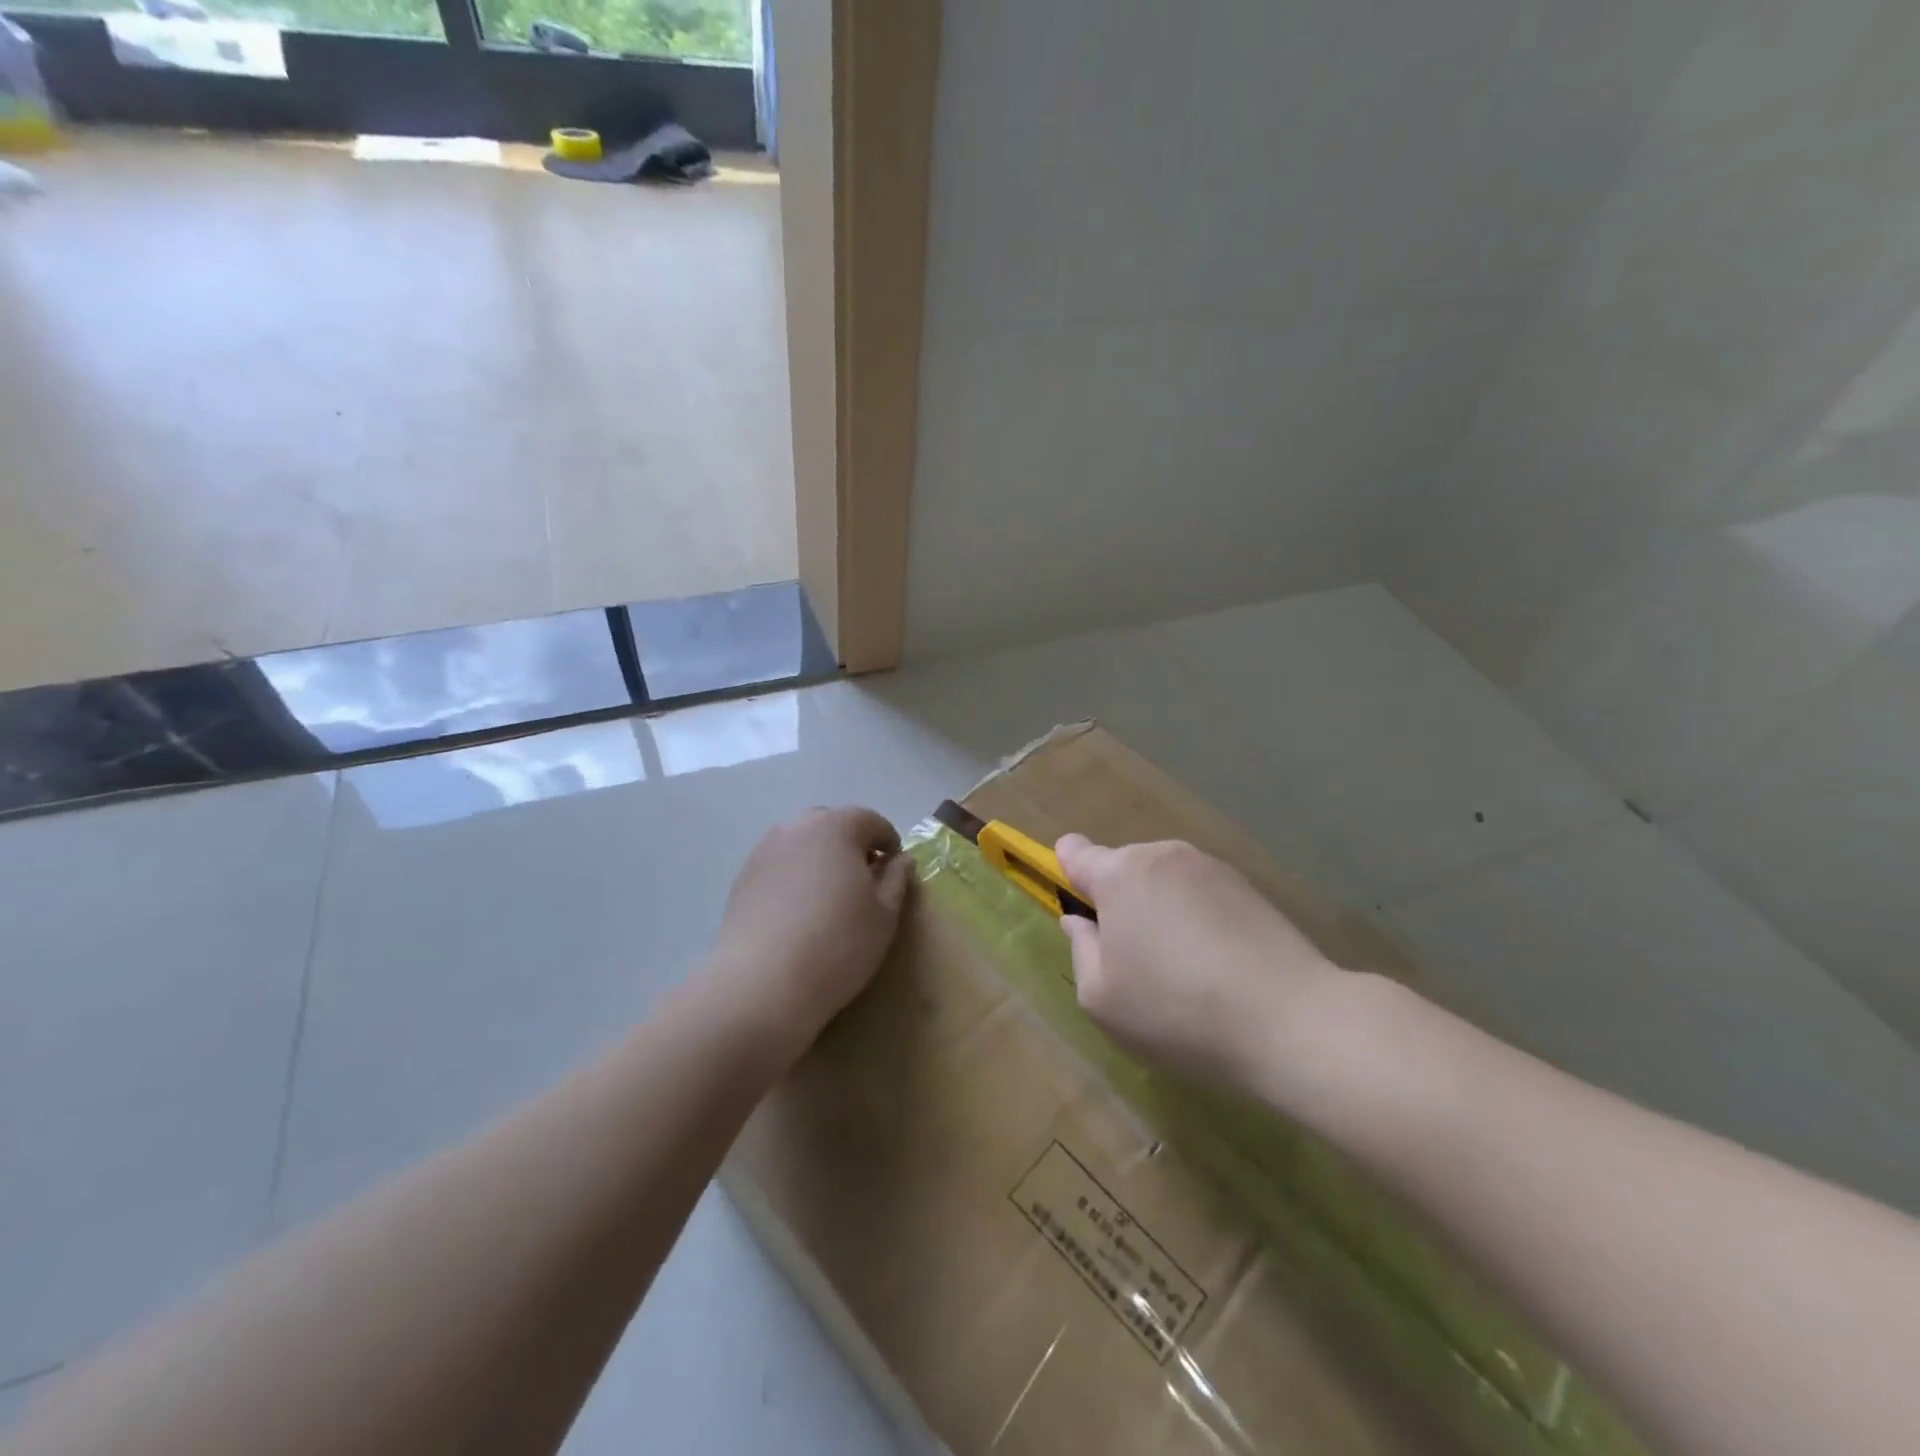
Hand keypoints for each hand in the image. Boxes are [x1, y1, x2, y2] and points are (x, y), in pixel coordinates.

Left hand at [705, 807, 912, 1068]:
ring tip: (828, 900)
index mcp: (836, 827)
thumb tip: (900, 860)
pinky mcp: (742, 879)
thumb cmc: (838, 944)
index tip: (894, 873)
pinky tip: (799, 915)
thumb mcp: (884, 914)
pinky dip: (794, 879)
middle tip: (862, 884)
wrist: (762, 984)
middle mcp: (796, 828)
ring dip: (820, 861)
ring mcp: (764, 852)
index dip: (889, 843)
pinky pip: (779, 867)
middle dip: (851, 846)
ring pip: (802, 845)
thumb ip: (896, 879)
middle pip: (832, 825)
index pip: (871, 821)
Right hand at [1055, 835, 1343, 1096]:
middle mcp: (1163, 855)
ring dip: (1160, 912)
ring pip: (1164, 883)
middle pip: (1123, 869)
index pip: (1077, 853)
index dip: (1068, 871)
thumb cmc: (1177, 1010)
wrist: (1291, 1020)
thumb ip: (1081, 950)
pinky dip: (1197, 920)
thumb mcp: (1102, 998)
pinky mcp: (1249, 887)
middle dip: (1119, 903)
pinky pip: (1201, 895)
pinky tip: (1216, 966)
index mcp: (1120, 874)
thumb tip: (1081, 922)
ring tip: (1181, 971)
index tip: (1078, 904)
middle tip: (1133, 961)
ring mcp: (1211, 867)